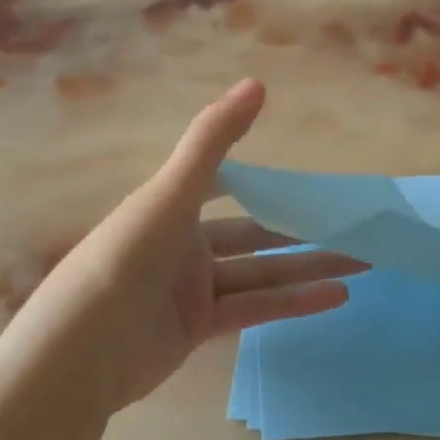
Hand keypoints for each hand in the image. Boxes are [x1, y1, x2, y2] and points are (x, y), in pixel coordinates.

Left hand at [11, 79, 365, 412]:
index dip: (264, 179)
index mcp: (171, 206)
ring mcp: (192, 289)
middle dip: (301, 228)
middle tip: (352, 225)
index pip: (226, 184)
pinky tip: (337, 295)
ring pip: (263, 272)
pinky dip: (294, 302)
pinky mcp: (199, 329)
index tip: (307, 178)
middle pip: (254, 232)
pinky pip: (255, 309)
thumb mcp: (169, 194)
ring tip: (363, 260)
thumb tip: (257, 83)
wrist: (76, 356)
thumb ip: (213, 140)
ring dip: (309, 266)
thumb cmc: (123, 260)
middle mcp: (183, 244)